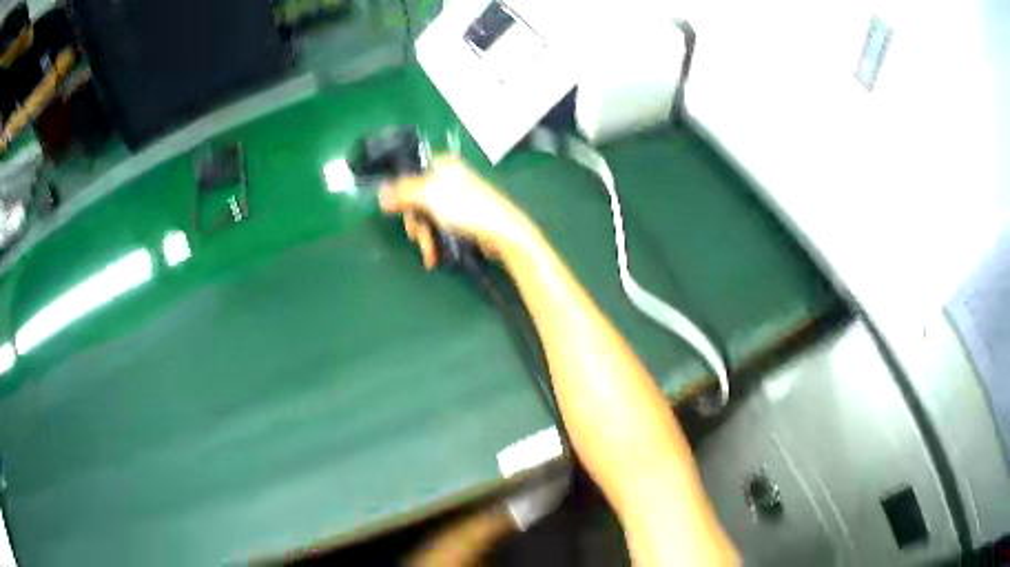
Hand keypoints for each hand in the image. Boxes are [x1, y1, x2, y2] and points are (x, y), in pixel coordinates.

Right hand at [379, 156, 536, 268]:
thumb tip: (380, 192)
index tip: (398, 211)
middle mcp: (450, 178)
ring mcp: (458, 198)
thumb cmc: (467, 209)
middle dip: (415, 222)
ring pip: (427, 215)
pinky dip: (435, 239)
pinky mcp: (464, 217)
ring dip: (424, 235)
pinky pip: (440, 226)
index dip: (402, 194)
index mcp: (443, 165)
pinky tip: (434, 256)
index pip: (410, 174)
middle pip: (416, 198)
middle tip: (418, 236)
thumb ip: (402, 192)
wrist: (503, 233)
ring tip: (429, 251)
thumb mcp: (429, 196)